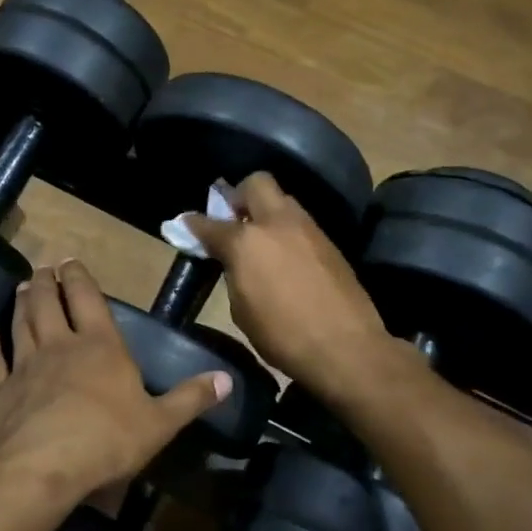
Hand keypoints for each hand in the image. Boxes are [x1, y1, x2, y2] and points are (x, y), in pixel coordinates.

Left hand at [0, 261, 230, 504]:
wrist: (43, 467)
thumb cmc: (108, 440)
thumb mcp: (161, 423)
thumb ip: (191, 398)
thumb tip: (227, 379)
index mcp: (100, 347)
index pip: (89, 300)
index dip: (80, 278)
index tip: (70, 260)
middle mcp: (59, 346)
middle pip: (50, 304)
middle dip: (48, 282)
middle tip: (43, 267)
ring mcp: (25, 366)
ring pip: (21, 325)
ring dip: (21, 304)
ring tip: (23, 287)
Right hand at [183, 172, 397, 397]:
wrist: (345, 347)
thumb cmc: (282, 336)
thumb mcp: (241, 309)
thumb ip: (233, 274)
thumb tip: (233, 261)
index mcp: (246, 242)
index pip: (210, 223)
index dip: (194, 224)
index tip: (186, 225)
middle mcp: (277, 223)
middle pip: (256, 183)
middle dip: (240, 195)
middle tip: (234, 219)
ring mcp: (308, 229)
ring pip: (283, 200)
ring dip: (267, 211)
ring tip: (261, 239)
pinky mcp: (330, 242)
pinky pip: (301, 223)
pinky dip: (287, 231)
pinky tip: (285, 256)